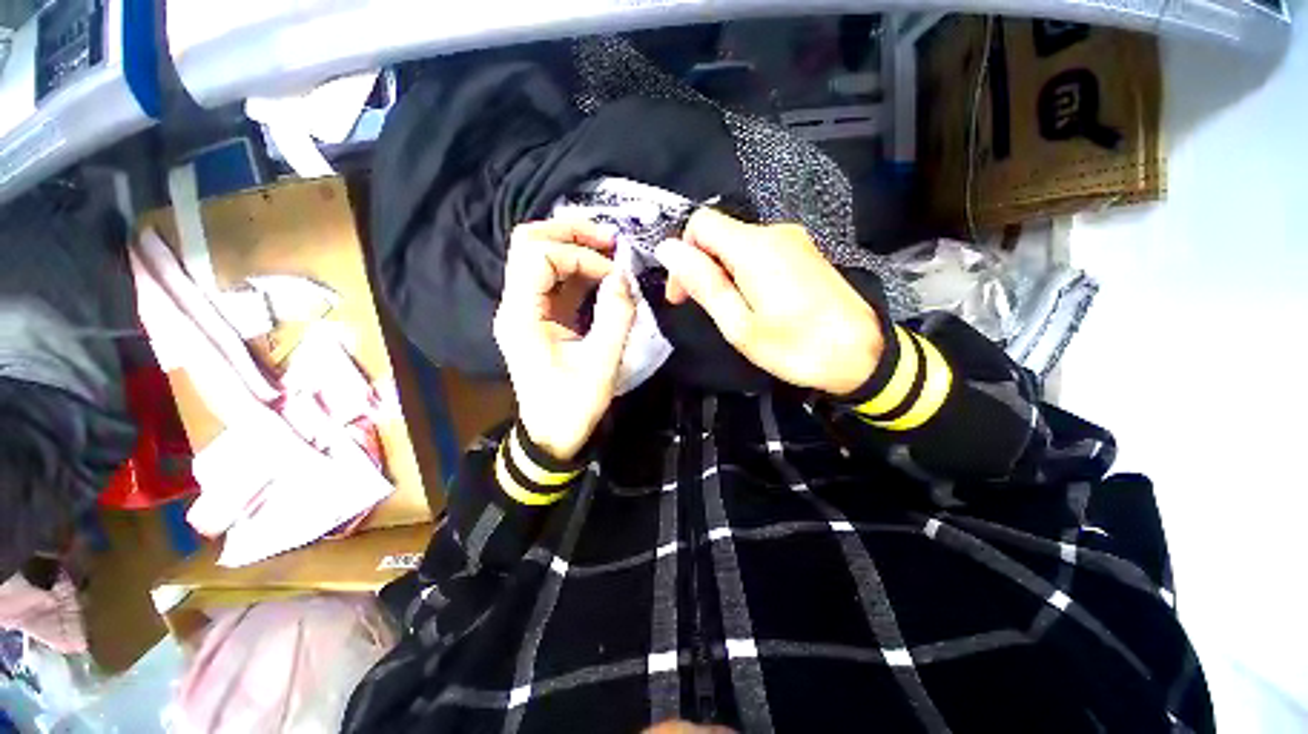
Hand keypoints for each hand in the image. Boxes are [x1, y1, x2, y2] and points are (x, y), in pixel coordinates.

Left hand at [493, 220, 636, 461]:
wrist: (551, 435)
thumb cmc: (572, 406)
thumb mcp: (601, 364)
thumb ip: (615, 316)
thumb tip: (624, 275)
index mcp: (521, 316)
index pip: (537, 256)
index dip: (578, 255)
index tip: (612, 274)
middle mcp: (515, 305)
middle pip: (528, 243)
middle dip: (570, 233)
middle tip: (609, 239)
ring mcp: (524, 309)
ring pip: (538, 256)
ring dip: (574, 246)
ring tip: (610, 249)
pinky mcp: (538, 316)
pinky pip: (553, 279)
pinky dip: (578, 269)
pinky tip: (602, 271)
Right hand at [656, 209, 883, 396]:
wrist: (863, 355)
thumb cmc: (797, 348)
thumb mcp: (740, 325)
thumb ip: (704, 284)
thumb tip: (668, 249)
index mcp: (755, 248)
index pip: (700, 224)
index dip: (682, 255)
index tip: (682, 294)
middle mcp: (775, 233)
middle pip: (719, 234)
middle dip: (701, 267)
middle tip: (704, 309)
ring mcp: (794, 241)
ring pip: (738, 244)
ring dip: (722, 273)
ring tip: (733, 313)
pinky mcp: (805, 253)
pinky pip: (760, 252)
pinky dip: (744, 272)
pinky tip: (755, 303)